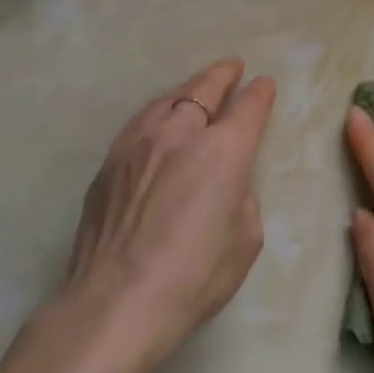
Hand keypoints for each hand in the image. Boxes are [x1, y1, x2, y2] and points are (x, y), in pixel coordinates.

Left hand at [60, 59, 276, 369]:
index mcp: (224, 151)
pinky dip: (159, 113)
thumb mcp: (245, 238)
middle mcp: (181, 134)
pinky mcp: (109, 164)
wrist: (115, 304)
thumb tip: (226, 183)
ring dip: (188, 90)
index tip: (264, 86)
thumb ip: (241, 196)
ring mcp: (138, 144)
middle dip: (223, 76)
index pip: (249, 107)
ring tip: (197, 89)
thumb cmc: (194, 277)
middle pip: (204, 90)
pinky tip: (159, 122)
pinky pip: (140, 123)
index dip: (260, 93)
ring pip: (167, 100)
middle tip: (233, 68)